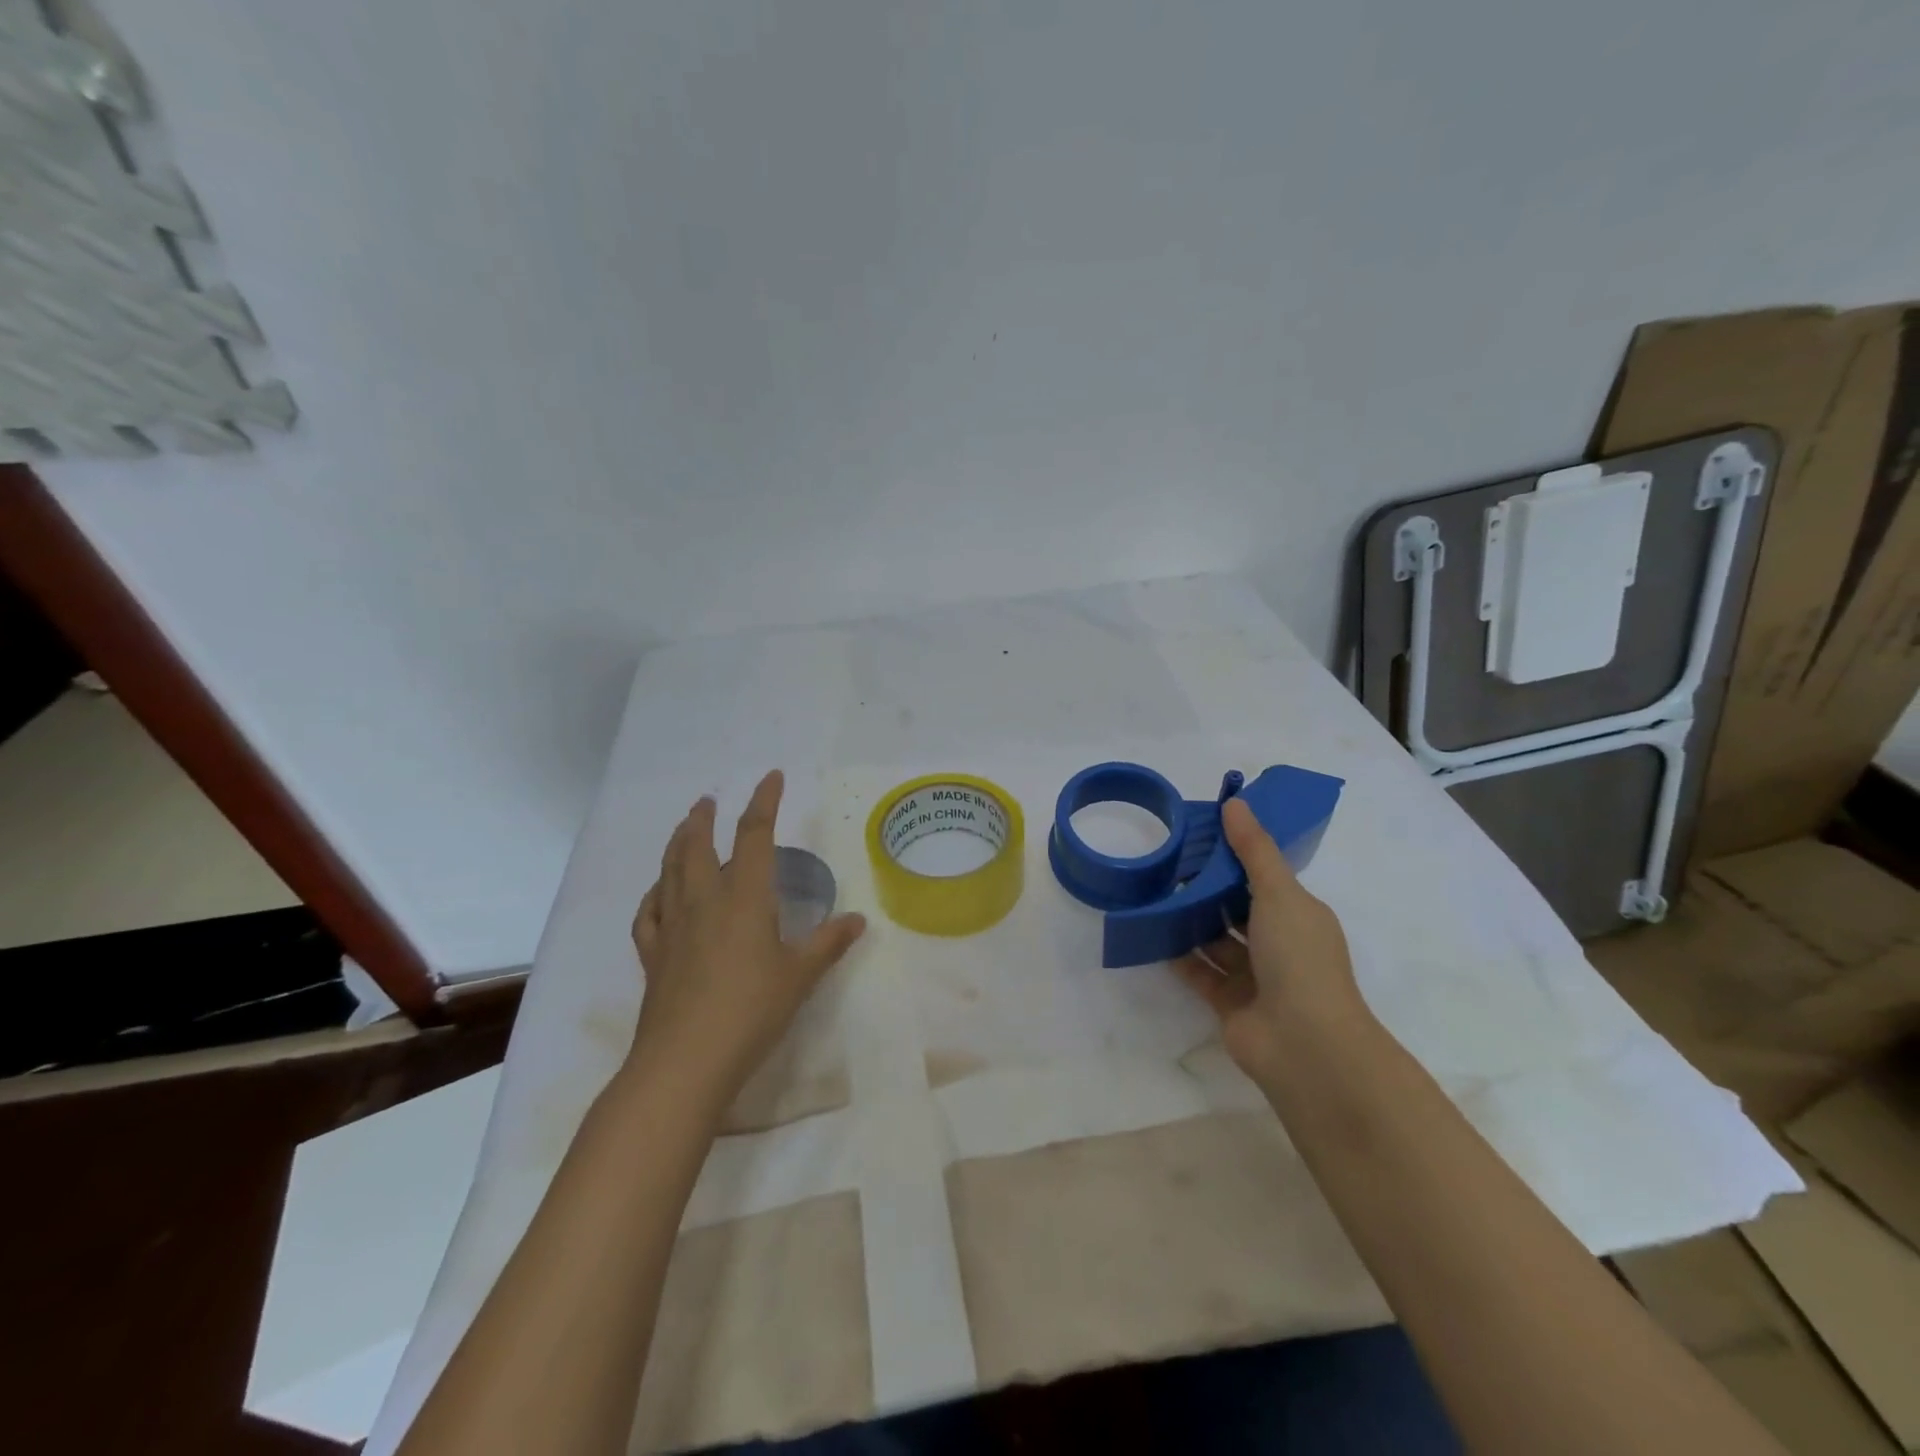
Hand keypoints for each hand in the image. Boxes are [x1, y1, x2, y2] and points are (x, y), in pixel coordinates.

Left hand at [628, 770, 866, 1112]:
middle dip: (704, 818)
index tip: (771, 777)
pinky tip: (657, 893)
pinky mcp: (653, 955)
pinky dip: (653, 895)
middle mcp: (704, 902)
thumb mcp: (800, 977)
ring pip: (669, 872)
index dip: (764, 802)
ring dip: (677, 844)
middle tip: (707, 801)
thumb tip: (857, 920)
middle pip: (698, 847)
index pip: (754, 836)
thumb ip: (828, 944)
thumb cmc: (751, 1012)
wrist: (685, 1062)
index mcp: (743, 899)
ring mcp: (673, 927)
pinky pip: (648, 913)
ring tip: (683, 829)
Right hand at [1174, 797, 1376, 1090]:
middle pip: (1235, 908)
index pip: (1262, 877)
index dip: (1233, 856)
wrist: (1304, 1044)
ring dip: (1189, 921)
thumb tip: (1234, 802)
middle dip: (1205, 888)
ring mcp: (1254, 976)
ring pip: (1215, 939)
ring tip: (1152, 895)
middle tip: (1165, 864)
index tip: (1197, 836)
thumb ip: (1254, 850)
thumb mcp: (1279, 893)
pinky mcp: (1228, 1002)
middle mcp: (1278, 943)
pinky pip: (1199, 971)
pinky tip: (1152, 933)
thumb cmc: (1298, 959)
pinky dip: (1178, 954)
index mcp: (1298, 914)